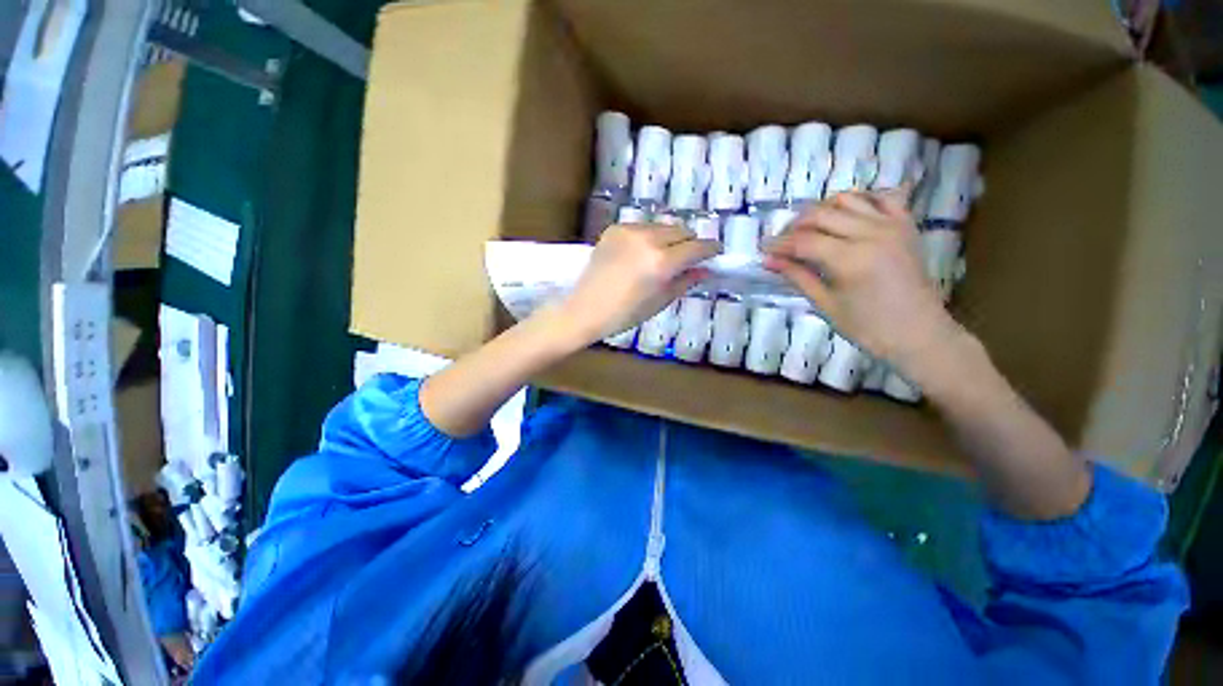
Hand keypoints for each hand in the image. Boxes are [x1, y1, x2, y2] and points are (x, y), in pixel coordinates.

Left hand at [555, 224, 719, 345]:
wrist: (585, 309)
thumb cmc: (625, 314)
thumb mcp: (660, 302)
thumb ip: (685, 282)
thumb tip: (706, 270)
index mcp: (661, 262)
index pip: (697, 247)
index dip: (710, 249)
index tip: (716, 253)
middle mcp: (648, 239)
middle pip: (682, 230)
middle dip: (690, 243)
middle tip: (688, 258)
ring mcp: (629, 230)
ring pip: (662, 226)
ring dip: (670, 238)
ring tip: (663, 256)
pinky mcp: (615, 229)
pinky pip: (642, 227)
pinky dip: (649, 237)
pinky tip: (641, 254)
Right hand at [763, 190, 959, 373]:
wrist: (919, 333)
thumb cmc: (868, 327)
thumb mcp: (826, 304)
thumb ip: (797, 276)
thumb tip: (769, 261)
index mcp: (850, 259)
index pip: (803, 241)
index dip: (779, 244)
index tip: (763, 249)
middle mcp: (871, 233)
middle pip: (820, 215)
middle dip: (794, 226)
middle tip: (781, 242)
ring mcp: (892, 224)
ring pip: (846, 199)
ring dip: (820, 210)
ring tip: (807, 229)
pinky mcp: (906, 224)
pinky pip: (881, 197)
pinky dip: (859, 199)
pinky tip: (844, 214)